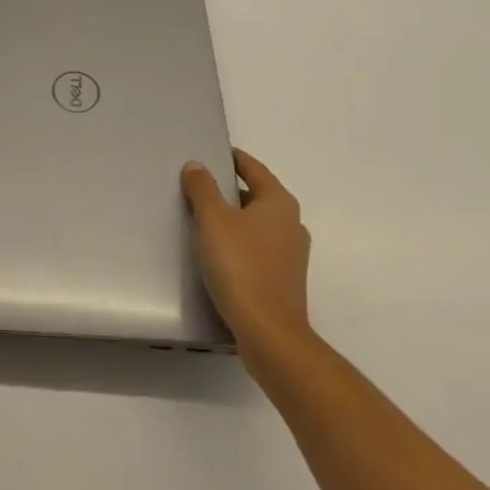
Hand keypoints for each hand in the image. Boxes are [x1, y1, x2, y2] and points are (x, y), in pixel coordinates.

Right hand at [181, 149, 312, 359]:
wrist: (270, 336)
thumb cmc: (241, 266)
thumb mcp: (213, 219)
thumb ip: (203, 187)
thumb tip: (197, 166)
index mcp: (279, 202)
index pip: (253, 168)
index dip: (231, 158)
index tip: (210, 153)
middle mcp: (291, 224)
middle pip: (256, 195)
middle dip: (229, 190)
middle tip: (198, 187)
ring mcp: (292, 255)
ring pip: (257, 224)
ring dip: (234, 219)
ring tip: (203, 220)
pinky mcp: (284, 281)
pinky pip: (258, 249)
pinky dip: (239, 244)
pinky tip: (218, 254)